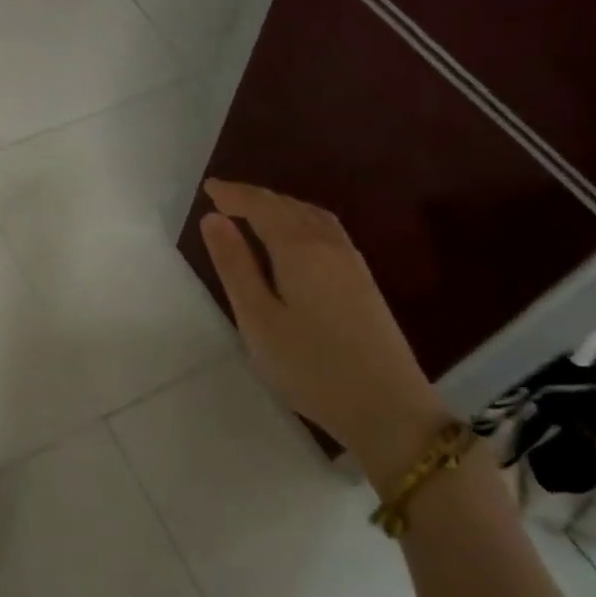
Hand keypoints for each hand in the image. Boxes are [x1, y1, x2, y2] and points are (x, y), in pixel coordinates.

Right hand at [199, 179, 451, 492]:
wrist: (388, 407)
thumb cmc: (311, 366)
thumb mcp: (258, 319)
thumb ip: (235, 265)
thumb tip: (213, 219)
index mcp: (299, 249)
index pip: (262, 207)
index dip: (233, 194)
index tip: (208, 189)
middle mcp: (328, 244)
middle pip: (288, 206)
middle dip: (254, 198)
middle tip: (223, 198)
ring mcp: (351, 261)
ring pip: (311, 216)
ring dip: (280, 206)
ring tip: (254, 212)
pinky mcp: (363, 280)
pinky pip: (326, 230)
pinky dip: (301, 220)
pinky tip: (295, 237)